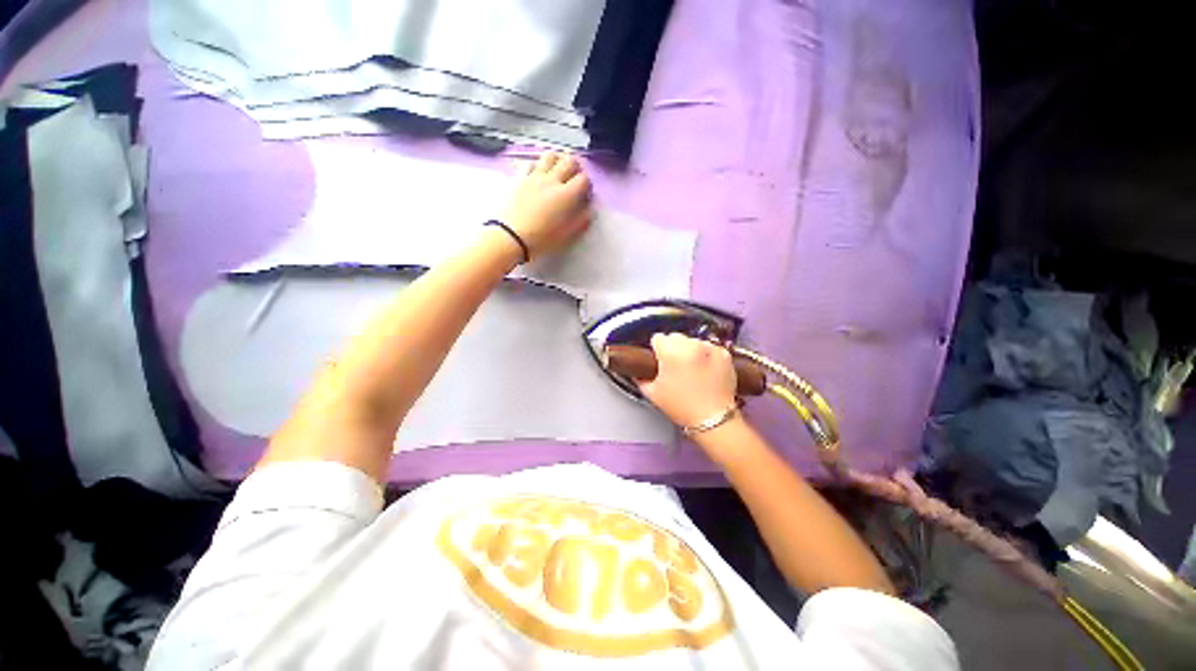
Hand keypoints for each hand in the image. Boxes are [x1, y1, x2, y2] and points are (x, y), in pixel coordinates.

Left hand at [502, 151, 592, 259]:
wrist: (510, 236)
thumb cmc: (541, 239)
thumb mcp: (567, 235)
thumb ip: (581, 220)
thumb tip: (589, 209)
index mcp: (566, 195)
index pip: (583, 179)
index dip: (587, 184)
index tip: (585, 194)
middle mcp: (552, 180)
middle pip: (569, 161)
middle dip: (576, 168)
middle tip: (574, 178)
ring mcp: (534, 176)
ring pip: (550, 156)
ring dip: (558, 160)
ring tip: (558, 170)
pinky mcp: (519, 177)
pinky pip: (531, 162)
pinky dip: (538, 165)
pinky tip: (538, 174)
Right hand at [638, 334, 738, 429]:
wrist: (713, 419)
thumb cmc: (682, 407)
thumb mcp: (653, 393)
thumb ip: (640, 378)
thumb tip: (637, 371)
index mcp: (671, 351)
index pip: (658, 338)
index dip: (657, 350)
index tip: (660, 361)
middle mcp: (691, 345)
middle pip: (675, 337)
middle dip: (673, 349)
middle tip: (675, 368)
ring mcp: (709, 348)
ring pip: (693, 341)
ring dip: (690, 351)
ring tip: (692, 371)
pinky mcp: (724, 353)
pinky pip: (709, 348)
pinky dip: (706, 356)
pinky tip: (705, 371)